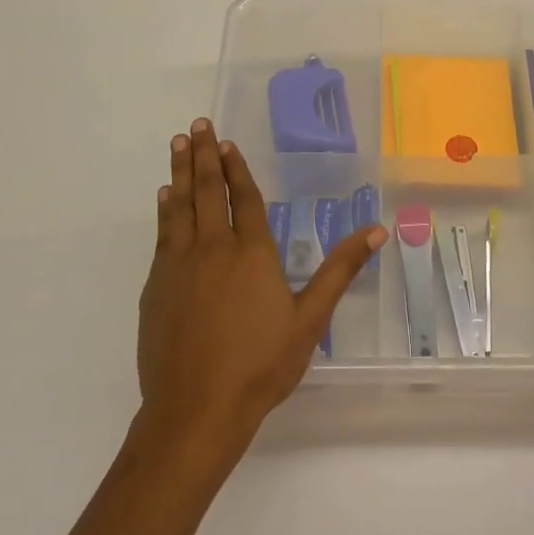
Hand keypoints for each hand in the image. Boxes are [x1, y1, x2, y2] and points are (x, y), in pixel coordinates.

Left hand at [137, 118, 385, 460]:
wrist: (196, 409)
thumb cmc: (260, 365)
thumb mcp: (310, 319)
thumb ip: (340, 270)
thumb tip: (377, 230)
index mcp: (252, 253)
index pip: (245, 198)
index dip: (237, 168)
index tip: (227, 143)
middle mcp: (213, 248)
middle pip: (208, 191)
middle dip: (204, 155)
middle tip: (197, 125)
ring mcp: (179, 265)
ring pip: (180, 206)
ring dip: (180, 172)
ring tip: (178, 144)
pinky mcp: (156, 286)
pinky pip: (162, 235)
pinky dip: (165, 210)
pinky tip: (165, 198)